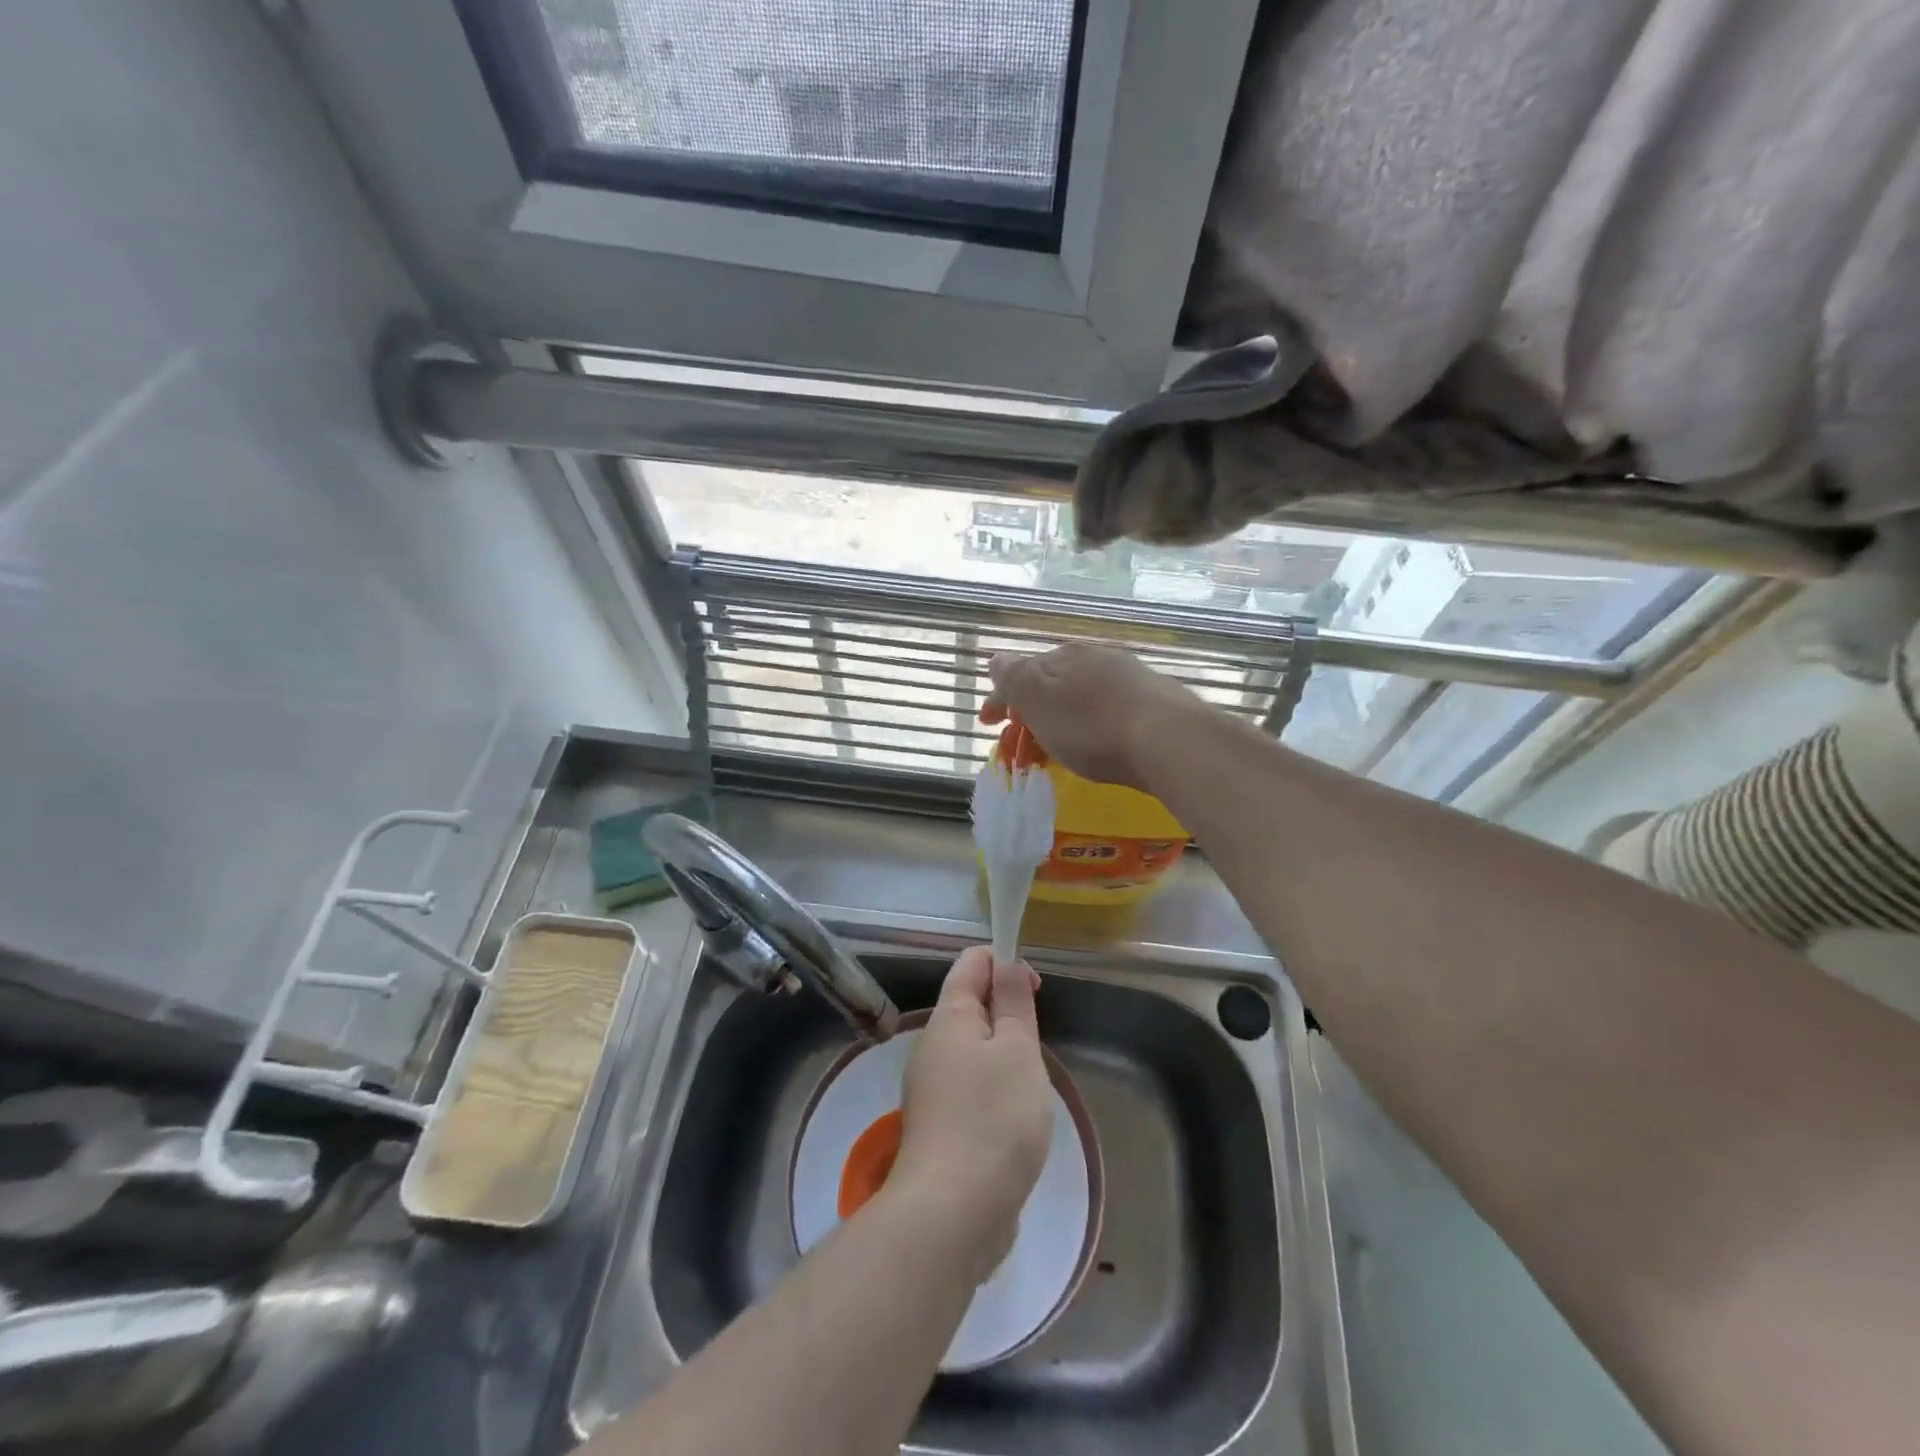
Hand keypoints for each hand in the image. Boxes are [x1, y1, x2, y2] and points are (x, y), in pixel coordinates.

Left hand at [892, 947, 1054, 1282]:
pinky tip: (1012, 1121)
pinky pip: (968, 1087)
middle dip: (1007, 1014)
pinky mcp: (937, 1126)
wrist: (951, 1214)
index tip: (1035, 992)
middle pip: (969, 1006)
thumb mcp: (1018, 1050)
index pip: (972, 963)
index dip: (1005, 962)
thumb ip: (1013, 1002)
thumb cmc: (994, 1119)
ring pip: (971, 1050)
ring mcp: (929, 1088)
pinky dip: (993, 1090)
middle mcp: (931, 1045)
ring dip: (1003, 1056)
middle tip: (1037, 1047)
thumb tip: (1005, 962)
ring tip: (1029, 1087)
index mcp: (948, 1017)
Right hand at [980, 642, 1202, 791]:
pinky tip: (1099, 743)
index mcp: (1065, 656)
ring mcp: (1131, 678)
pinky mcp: (1157, 702)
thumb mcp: (1039, 701)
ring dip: (1062, 719)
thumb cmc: (1093, 725)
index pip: (1021, 673)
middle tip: (1020, 744)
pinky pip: (1110, 711)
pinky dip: (1093, 726)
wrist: (1170, 741)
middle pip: (1053, 684)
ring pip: (1082, 697)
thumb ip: (1014, 678)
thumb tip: (997, 658)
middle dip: (1031, 711)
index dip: (1000, 699)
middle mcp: (1098, 658)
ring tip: (1056, 748)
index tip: (986, 725)